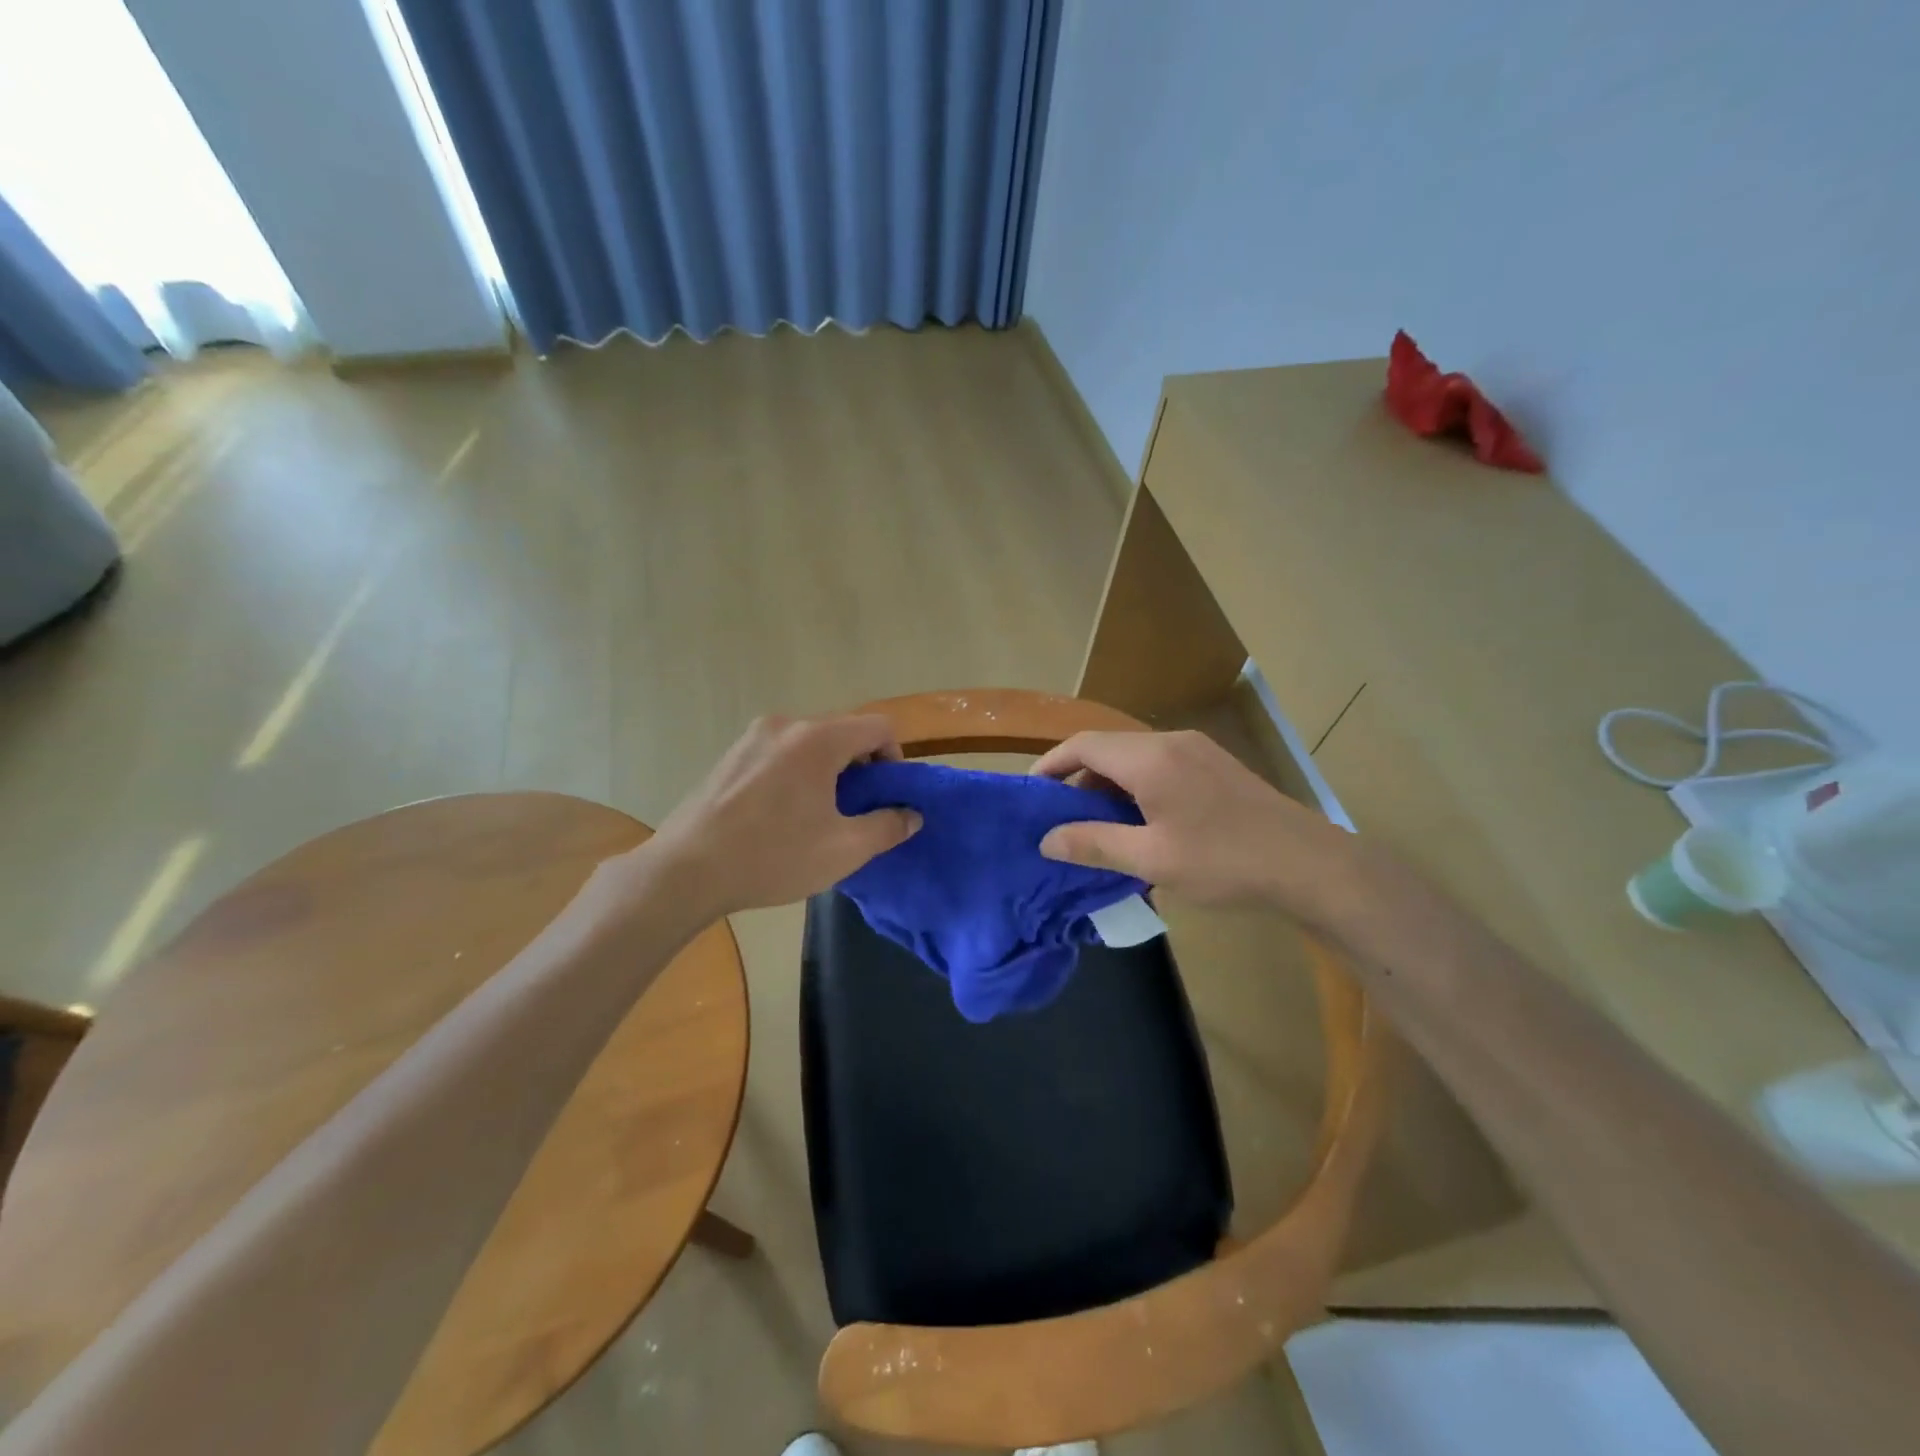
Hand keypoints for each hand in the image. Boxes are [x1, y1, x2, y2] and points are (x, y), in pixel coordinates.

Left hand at [647, 713, 920, 918]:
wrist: (685, 872)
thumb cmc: (773, 856)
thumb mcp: (844, 849)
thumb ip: (887, 827)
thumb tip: (911, 814)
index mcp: (818, 739)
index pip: (878, 727)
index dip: (895, 758)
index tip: (887, 796)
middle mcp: (785, 725)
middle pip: (843, 733)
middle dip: (860, 767)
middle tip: (857, 812)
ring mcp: (751, 738)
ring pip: (810, 744)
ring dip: (828, 772)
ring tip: (819, 817)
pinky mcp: (729, 756)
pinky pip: (780, 754)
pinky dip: (797, 774)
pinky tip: (782, 816)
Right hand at [1032, 729, 1358, 921]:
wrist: (1310, 864)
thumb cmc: (1224, 861)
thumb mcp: (1151, 859)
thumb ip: (1094, 844)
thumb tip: (1046, 840)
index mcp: (1150, 759)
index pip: (1084, 744)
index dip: (1051, 764)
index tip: (1032, 793)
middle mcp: (1171, 742)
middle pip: (1108, 748)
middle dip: (1079, 779)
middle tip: (1064, 820)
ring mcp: (1198, 750)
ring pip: (1135, 757)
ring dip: (1110, 785)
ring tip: (1100, 827)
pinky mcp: (1216, 765)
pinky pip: (1160, 765)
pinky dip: (1137, 786)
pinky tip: (1143, 823)